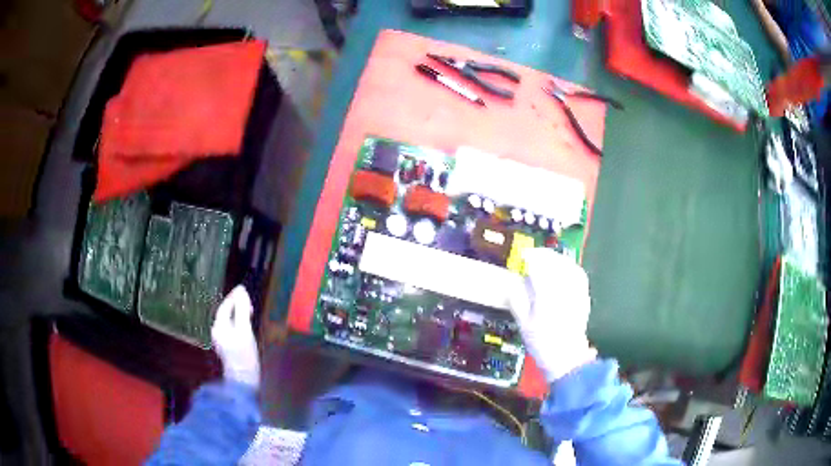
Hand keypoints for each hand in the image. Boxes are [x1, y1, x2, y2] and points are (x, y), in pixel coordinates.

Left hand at [212, 285, 259, 387]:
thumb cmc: (244, 354)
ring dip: (238, 314)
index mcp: (219, 326)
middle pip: (225, 313)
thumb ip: (242, 310)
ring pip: (229, 321)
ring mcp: (222, 340)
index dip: (233, 297)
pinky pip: (232, 329)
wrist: (243, 379)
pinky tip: (246, 326)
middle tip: (249, 301)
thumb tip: (241, 291)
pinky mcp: (228, 347)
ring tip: (250, 311)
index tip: (243, 289)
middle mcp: (217, 331)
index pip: (224, 307)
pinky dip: (238, 323)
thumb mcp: (245, 330)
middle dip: (236, 305)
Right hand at [509, 248, 596, 381]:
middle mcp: (564, 290)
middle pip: (556, 263)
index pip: (540, 267)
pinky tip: (563, 268)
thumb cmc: (542, 343)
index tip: (523, 255)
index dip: (531, 258)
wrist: (567, 358)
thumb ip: (517, 301)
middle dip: (544, 255)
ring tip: (546, 258)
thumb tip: (512, 283)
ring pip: (569, 266)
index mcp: (547, 296)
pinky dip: (570, 266)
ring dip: (557, 258)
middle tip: (533, 254)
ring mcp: (577, 292)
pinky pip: (579, 274)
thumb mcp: (524, 325)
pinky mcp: (584, 297)